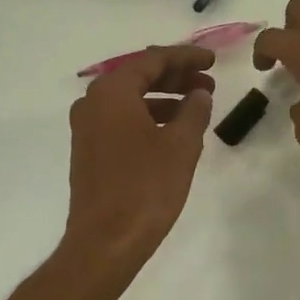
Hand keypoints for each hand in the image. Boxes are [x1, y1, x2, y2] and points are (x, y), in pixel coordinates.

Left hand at [63, 44, 215, 266]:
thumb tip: (199, 94)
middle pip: (138, 76)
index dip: (185, 57)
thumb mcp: (181, 145)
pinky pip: (122, 120)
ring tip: (197, 106)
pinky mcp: (89, 151)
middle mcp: (93, 102)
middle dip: (175, 77)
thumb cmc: (146, 188)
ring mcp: (87, 128)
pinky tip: (173, 131)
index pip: (152, 60)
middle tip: (208, 83)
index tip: (212, 61)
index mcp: (112, 92)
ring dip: (164, 98)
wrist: (105, 241)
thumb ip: (194, 111)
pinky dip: (149, 117)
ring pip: (130, 99)